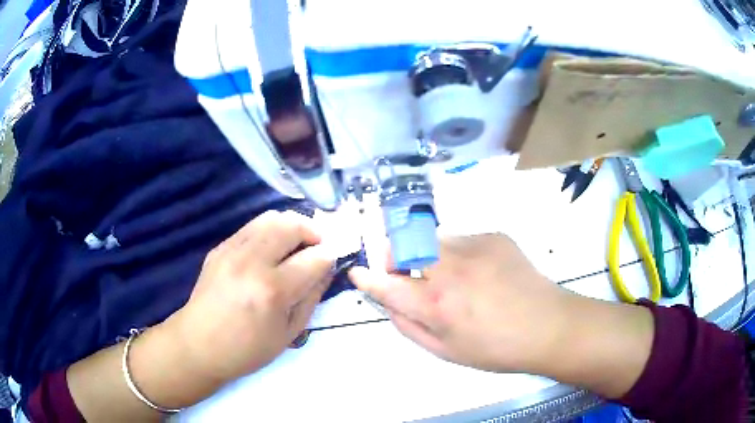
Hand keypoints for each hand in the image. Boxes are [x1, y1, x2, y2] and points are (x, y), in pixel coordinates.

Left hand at [167, 210, 336, 382]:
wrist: (199, 344)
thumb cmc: (247, 349)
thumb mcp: (289, 333)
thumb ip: (311, 298)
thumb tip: (326, 270)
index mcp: (273, 291)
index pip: (313, 258)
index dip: (329, 257)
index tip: (330, 262)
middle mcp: (252, 262)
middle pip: (291, 225)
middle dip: (312, 232)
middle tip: (315, 247)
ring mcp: (232, 251)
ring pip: (270, 217)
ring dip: (290, 226)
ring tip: (293, 245)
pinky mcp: (219, 248)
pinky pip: (251, 226)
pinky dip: (268, 232)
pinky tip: (268, 251)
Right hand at [349, 233, 572, 373]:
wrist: (547, 325)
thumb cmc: (494, 348)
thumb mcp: (444, 351)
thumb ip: (408, 325)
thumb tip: (387, 301)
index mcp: (436, 305)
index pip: (386, 284)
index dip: (368, 277)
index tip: (358, 272)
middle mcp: (450, 269)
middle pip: (403, 246)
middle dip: (395, 258)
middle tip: (408, 275)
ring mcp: (473, 246)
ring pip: (431, 240)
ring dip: (429, 256)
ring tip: (454, 278)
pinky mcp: (493, 236)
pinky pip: (461, 239)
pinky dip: (459, 254)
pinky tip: (480, 273)